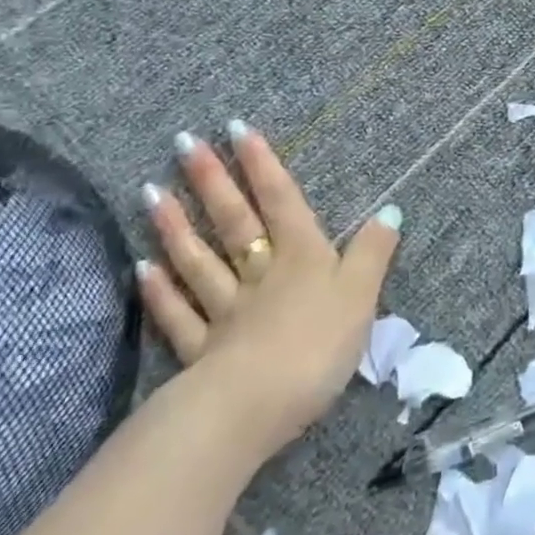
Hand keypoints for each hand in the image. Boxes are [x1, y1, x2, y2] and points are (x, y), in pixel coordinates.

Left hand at [134, 122, 399, 462]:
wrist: (255, 407)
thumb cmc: (318, 345)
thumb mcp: (361, 295)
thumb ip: (373, 253)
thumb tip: (390, 210)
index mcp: (302, 257)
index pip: (281, 202)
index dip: (263, 165)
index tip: (236, 128)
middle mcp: (260, 274)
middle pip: (235, 222)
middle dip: (213, 181)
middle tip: (185, 144)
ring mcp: (226, 312)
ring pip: (199, 262)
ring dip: (177, 227)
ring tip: (151, 192)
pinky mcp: (203, 352)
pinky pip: (180, 315)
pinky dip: (162, 292)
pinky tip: (144, 268)